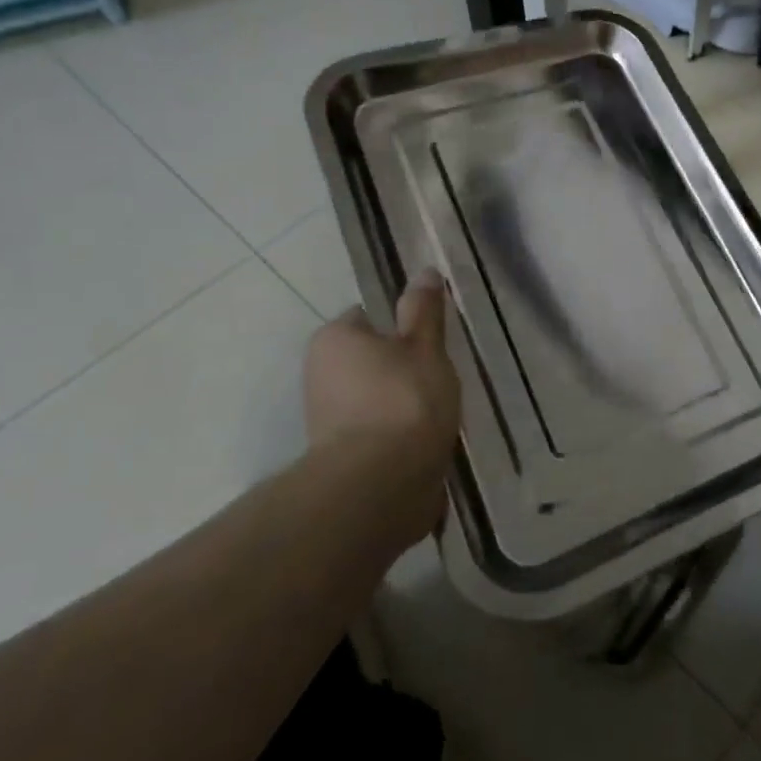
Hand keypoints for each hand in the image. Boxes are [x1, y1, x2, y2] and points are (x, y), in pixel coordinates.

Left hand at [304, 270, 461, 543]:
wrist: (380, 488)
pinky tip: (428, 442)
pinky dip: (400, 436)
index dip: (404, 325)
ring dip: (404, 404)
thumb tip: (425, 272)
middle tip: (441, 376)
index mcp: (334, 339)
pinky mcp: (341, 458)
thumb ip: (424, 311)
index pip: (370, 317)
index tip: (432, 341)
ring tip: (441, 414)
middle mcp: (320, 375)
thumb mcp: (424, 346)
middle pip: (373, 360)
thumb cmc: (404, 401)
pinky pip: (378, 432)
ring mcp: (327, 420)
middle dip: (404, 368)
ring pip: (377, 398)